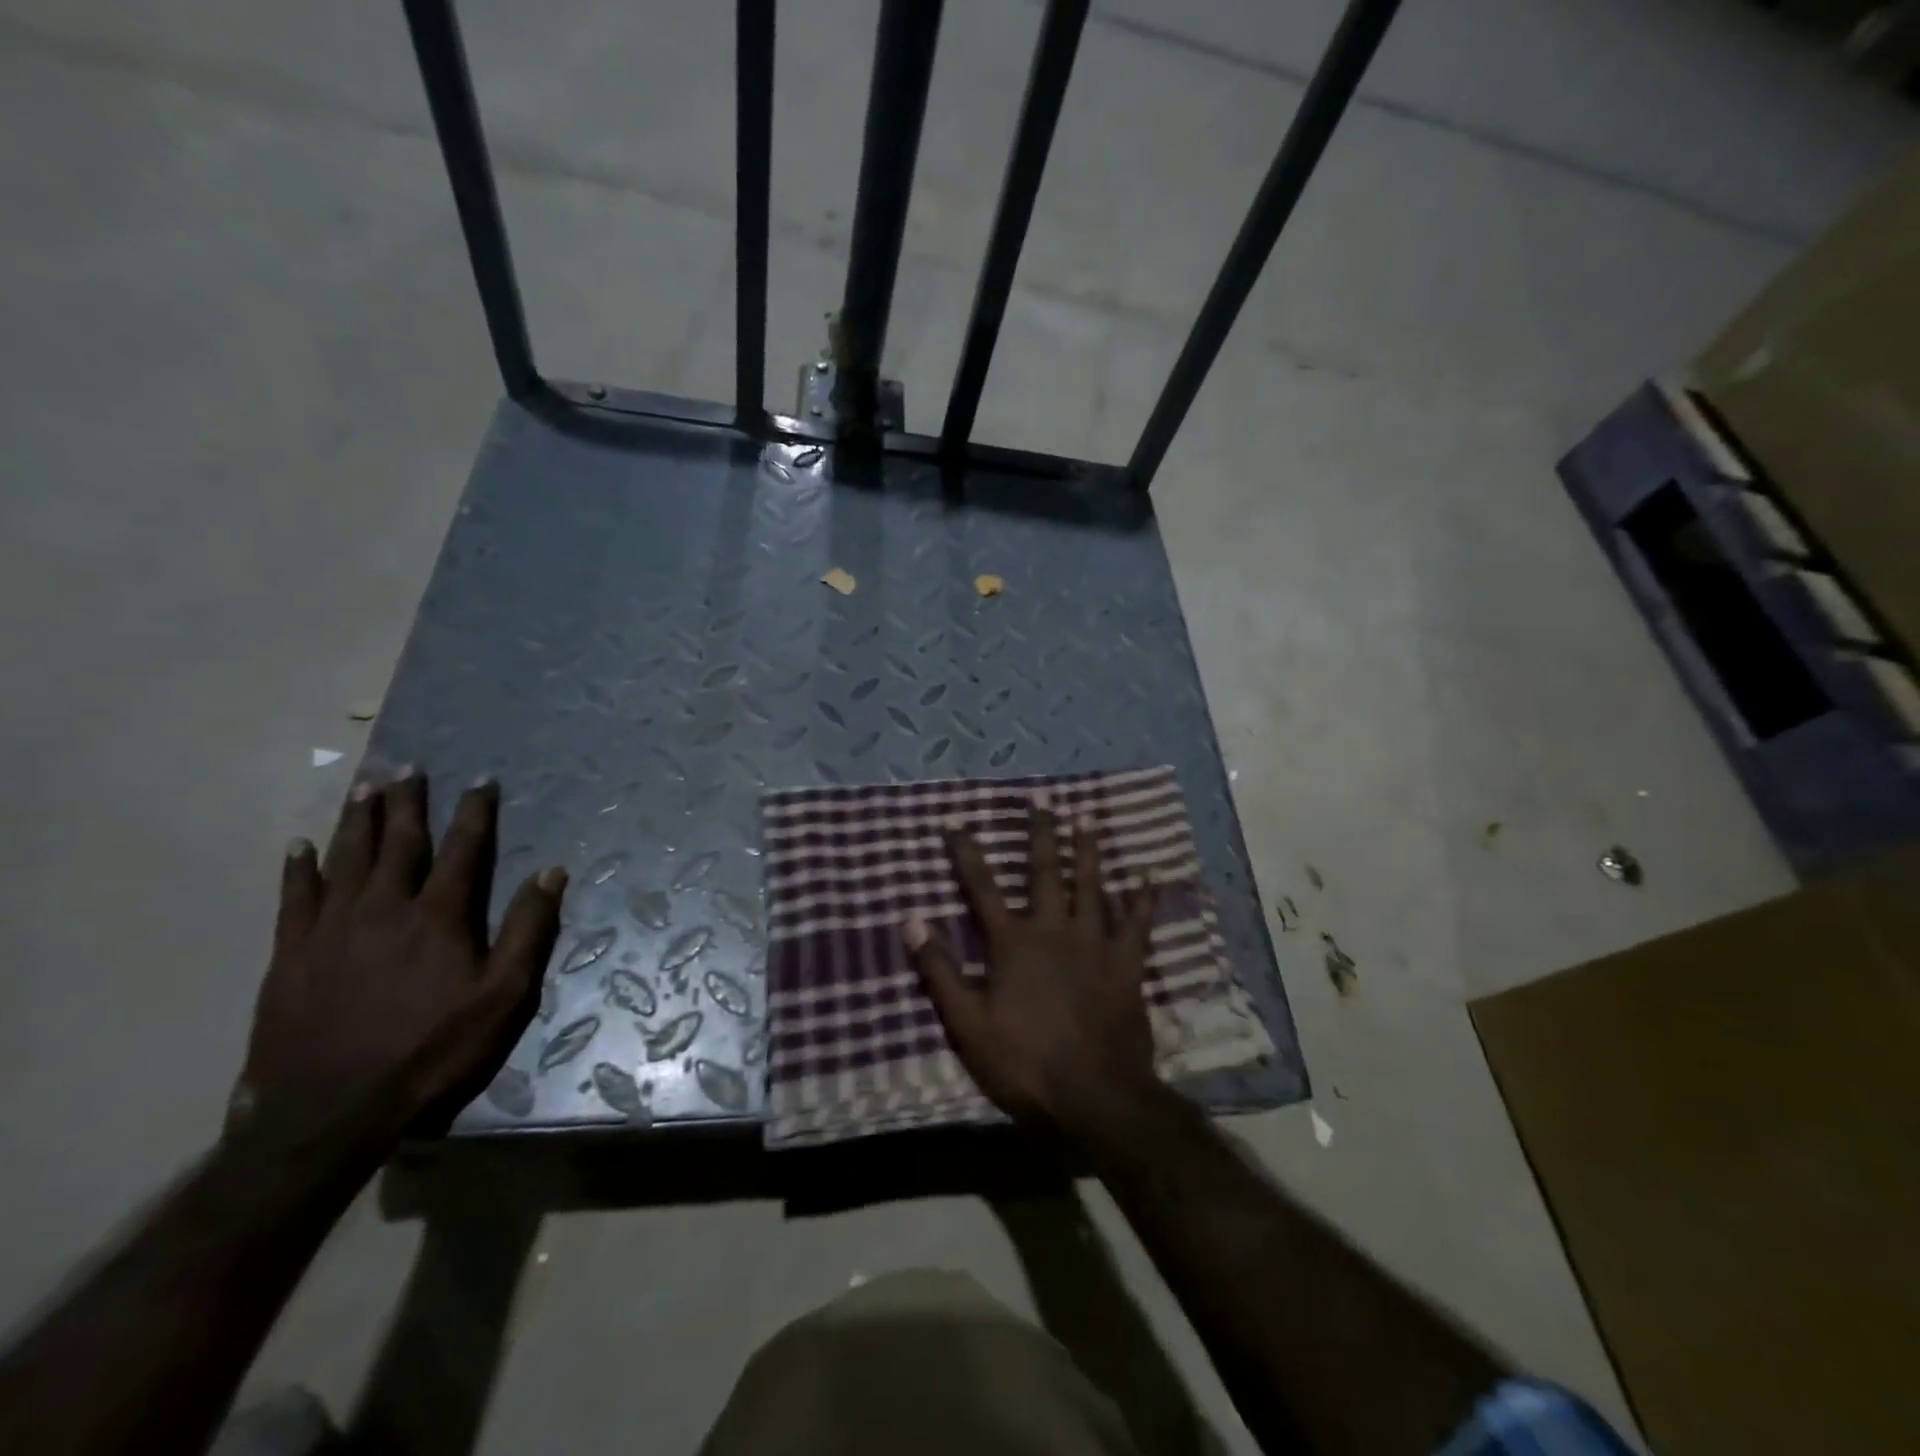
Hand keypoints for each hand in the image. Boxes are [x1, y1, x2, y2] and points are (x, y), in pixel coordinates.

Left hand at [234, 769, 566, 1141]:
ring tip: (364, 787)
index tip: (481, 780)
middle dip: (407, 803)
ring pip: (346, 859)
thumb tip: (553, 872)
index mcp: (438, 916)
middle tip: (408, 768)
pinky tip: (299, 847)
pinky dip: (298, 869)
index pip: (462, 849)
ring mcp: (331, 929)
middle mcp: (384, 908)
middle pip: (398, 843)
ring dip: (358, 820)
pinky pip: (294, 899)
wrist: (330, 1110)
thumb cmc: (432, 1050)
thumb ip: (528, 930)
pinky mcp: (290, 955)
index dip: (474, 811)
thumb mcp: (503, 996)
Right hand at [903, 796, 1160, 1138]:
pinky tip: (1148, 876)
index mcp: (1013, 944)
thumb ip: (940, 970)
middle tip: (1042, 799)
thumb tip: (910, 920)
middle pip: (1044, 873)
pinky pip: (1136, 923)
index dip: (967, 854)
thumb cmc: (1024, 1062)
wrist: (1094, 1097)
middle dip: (1040, 834)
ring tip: (1086, 819)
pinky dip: (1142, 899)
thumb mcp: (968, 1023)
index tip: (956, 821)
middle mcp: (1053, 930)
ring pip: (1091, 886)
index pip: (982, 888)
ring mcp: (1094, 944)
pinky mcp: (1125, 964)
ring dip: (1087, 851)